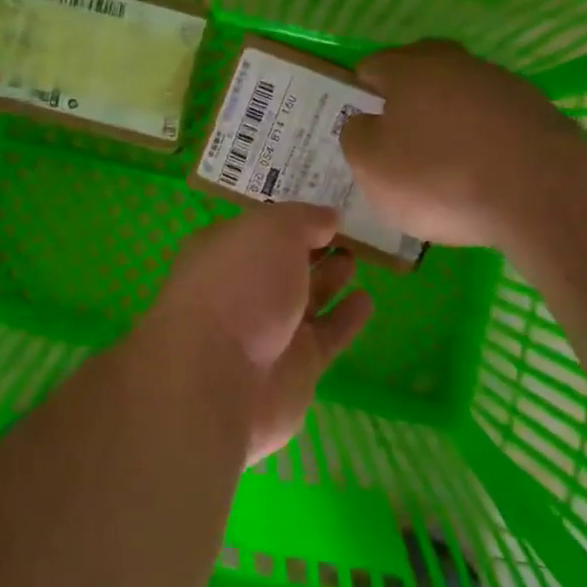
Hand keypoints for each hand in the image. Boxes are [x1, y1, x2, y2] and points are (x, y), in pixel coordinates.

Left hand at [138, 203, 372, 463]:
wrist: (220, 379)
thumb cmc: (238, 286)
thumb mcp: (271, 230)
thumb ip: (303, 219)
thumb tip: (328, 218)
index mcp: (224, 251)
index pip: (260, 228)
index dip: (291, 218)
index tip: (326, 206)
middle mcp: (243, 290)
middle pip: (283, 264)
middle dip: (312, 248)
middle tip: (349, 233)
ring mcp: (268, 331)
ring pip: (306, 299)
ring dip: (330, 279)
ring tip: (357, 259)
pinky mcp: (296, 368)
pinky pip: (327, 335)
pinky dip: (346, 318)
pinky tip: (367, 300)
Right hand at [340, 39, 577, 246]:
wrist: (543, 193)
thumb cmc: (439, 176)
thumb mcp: (371, 165)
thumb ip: (356, 136)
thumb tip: (364, 122)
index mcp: (409, 68)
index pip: (372, 66)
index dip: (359, 93)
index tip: (359, 126)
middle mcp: (456, 63)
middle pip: (420, 71)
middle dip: (406, 98)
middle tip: (397, 137)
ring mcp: (502, 84)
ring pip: (461, 94)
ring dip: (448, 118)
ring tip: (443, 161)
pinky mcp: (538, 112)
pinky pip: (494, 120)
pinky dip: (483, 139)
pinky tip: (482, 172)